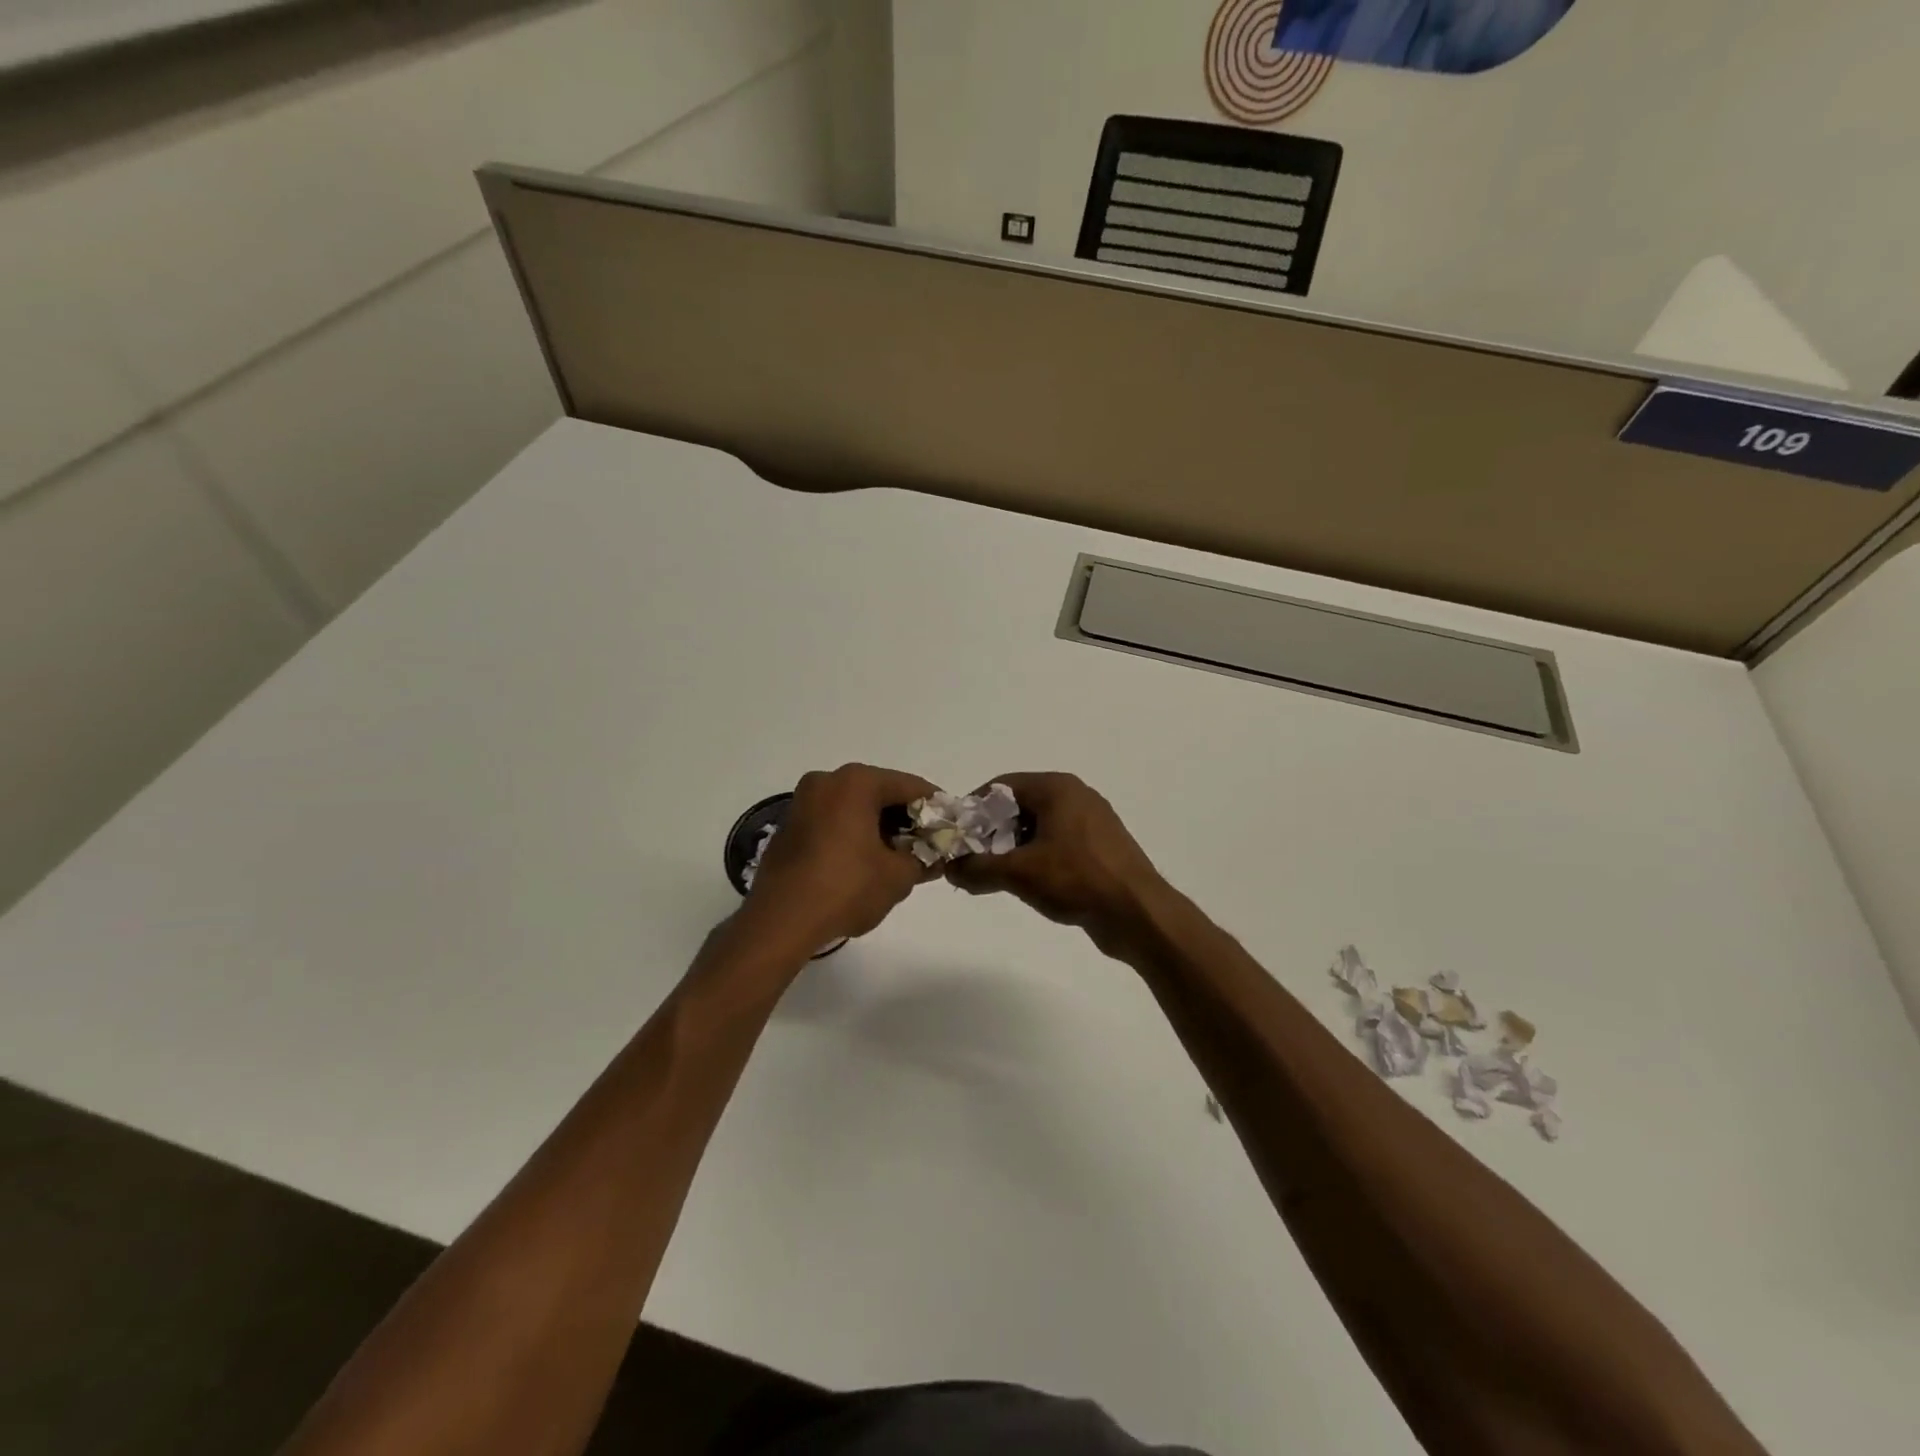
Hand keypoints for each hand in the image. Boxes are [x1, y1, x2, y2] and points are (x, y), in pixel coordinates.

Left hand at [743, 763, 940, 949]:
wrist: (780, 922)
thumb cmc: (845, 889)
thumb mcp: (898, 876)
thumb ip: (923, 859)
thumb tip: (934, 856)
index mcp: (856, 783)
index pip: (910, 786)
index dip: (935, 807)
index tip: (951, 826)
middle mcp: (827, 782)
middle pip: (880, 792)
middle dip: (905, 818)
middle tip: (927, 844)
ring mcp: (803, 802)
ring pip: (854, 806)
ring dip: (879, 826)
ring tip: (899, 857)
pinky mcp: (789, 827)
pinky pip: (833, 820)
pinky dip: (853, 833)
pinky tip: (866, 862)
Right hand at [945, 773, 1166, 950]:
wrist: (1138, 914)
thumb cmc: (1076, 879)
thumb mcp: (1019, 872)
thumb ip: (978, 868)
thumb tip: (950, 869)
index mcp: (1057, 788)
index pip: (1001, 786)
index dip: (975, 809)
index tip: (958, 836)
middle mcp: (1076, 796)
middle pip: (1019, 806)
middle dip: (992, 832)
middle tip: (972, 860)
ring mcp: (1092, 822)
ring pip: (1039, 827)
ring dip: (1013, 848)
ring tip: (995, 876)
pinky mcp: (1101, 847)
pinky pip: (1058, 843)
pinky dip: (1038, 857)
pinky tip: (1028, 884)